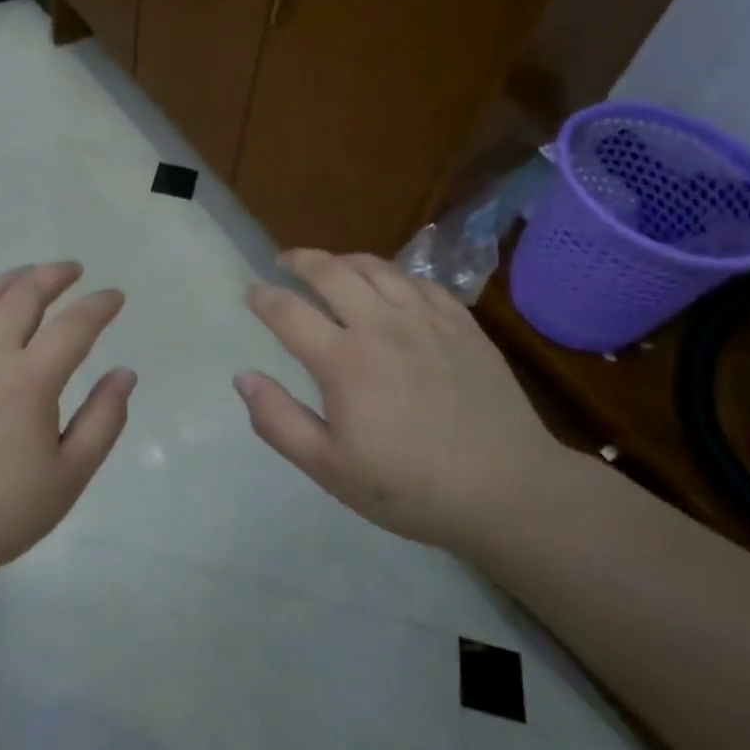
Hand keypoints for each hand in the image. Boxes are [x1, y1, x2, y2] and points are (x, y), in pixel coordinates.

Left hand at [0, 262, 133, 615]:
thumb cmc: (2, 512)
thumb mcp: (69, 476)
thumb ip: (104, 420)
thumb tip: (125, 373)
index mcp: (28, 381)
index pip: (74, 325)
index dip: (100, 305)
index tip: (115, 297)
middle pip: (24, 294)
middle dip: (55, 275)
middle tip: (74, 271)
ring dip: (11, 279)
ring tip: (30, 276)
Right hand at [235, 249, 557, 549]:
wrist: (507, 490)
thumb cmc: (410, 486)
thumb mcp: (330, 469)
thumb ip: (279, 421)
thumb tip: (242, 377)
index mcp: (344, 360)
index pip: (289, 312)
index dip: (264, 298)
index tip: (251, 293)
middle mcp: (381, 325)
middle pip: (331, 271)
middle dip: (300, 260)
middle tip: (284, 261)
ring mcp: (426, 319)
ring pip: (376, 267)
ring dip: (344, 260)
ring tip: (331, 267)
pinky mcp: (462, 323)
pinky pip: (420, 282)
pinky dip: (393, 275)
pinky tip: (390, 287)